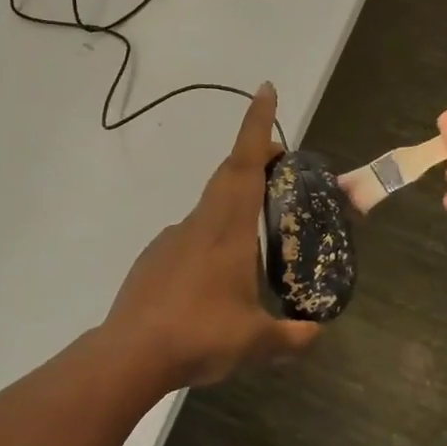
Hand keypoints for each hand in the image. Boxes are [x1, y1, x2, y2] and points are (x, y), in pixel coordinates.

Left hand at [105, 84, 321, 388]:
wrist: (129, 355)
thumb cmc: (199, 335)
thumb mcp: (257, 342)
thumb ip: (293, 337)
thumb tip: (317, 333)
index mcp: (227, 229)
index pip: (245, 164)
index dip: (257, 125)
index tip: (266, 90)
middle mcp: (199, 223)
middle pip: (228, 176)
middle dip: (255, 159)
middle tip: (281, 167)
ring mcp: (171, 239)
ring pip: (209, 208)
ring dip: (235, 204)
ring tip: (256, 239)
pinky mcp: (153, 260)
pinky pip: (191, 237)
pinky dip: (211, 239)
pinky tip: (215, 280)